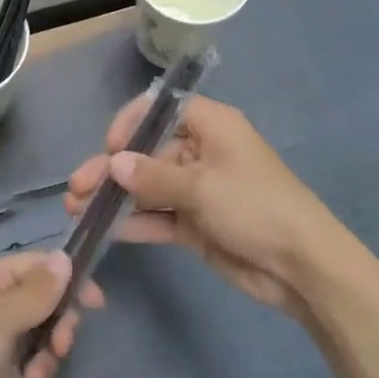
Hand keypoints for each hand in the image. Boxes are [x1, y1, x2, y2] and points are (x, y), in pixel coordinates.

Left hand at [0, 251, 103, 377]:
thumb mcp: (0, 321)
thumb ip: (36, 292)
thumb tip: (65, 257)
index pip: (38, 265)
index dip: (68, 280)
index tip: (96, 304)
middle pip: (43, 301)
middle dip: (58, 326)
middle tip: (61, 349)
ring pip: (39, 334)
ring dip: (47, 357)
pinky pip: (28, 362)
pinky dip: (35, 376)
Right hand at [66, 95, 343, 321]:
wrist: (302, 267)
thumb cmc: (255, 206)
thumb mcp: (202, 186)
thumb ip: (153, 176)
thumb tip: (113, 163)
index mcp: (210, 126)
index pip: (161, 109)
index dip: (131, 123)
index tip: (110, 148)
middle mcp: (201, 151)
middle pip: (147, 151)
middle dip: (112, 168)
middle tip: (77, 187)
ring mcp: (197, 189)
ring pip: (148, 186)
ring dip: (116, 196)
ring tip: (76, 209)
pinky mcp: (196, 223)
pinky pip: (158, 215)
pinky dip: (135, 221)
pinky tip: (105, 229)